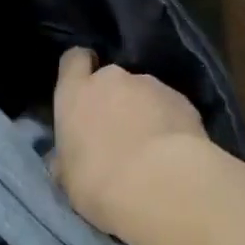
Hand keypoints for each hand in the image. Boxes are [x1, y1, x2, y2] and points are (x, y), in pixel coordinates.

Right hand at [52, 47, 219, 240]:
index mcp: (76, 93)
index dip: (79, 69)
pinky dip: (170, 122)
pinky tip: (173, 151)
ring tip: (152, 147)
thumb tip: (61, 159)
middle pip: (111, 79)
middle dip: (115, 99)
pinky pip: (170, 107)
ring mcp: (151, 85)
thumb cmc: (99, 183)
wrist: (160, 185)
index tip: (83, 87)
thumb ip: (65, 158)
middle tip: (119, 132)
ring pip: (143, 93)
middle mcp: (112, 79)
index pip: (74, 59)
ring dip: (144, 111)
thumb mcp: (67, 178)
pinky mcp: (182, 99)